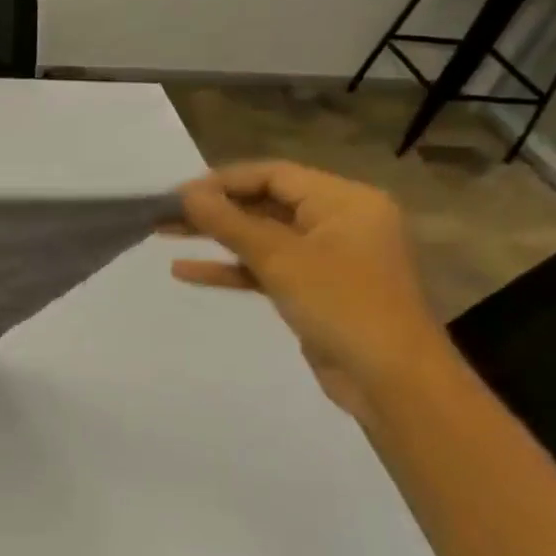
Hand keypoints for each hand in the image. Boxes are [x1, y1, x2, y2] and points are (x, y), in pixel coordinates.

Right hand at [168, 161, 456, 420]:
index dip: (223, 181)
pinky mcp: (314, 289)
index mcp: (344, 201)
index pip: (273, 175)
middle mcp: (338, 221)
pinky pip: (266, 268)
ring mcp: (326, 257)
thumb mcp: (280, 258)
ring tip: (164, 233)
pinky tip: (185, 271)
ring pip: (261, 237)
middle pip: (265, 203)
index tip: (177, 194)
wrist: (391, 380)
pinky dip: (230, 267)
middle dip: (214, 208)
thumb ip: (229, 222)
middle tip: (164, 212)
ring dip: (215, 236)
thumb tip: (186, 194)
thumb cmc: (342, 304)